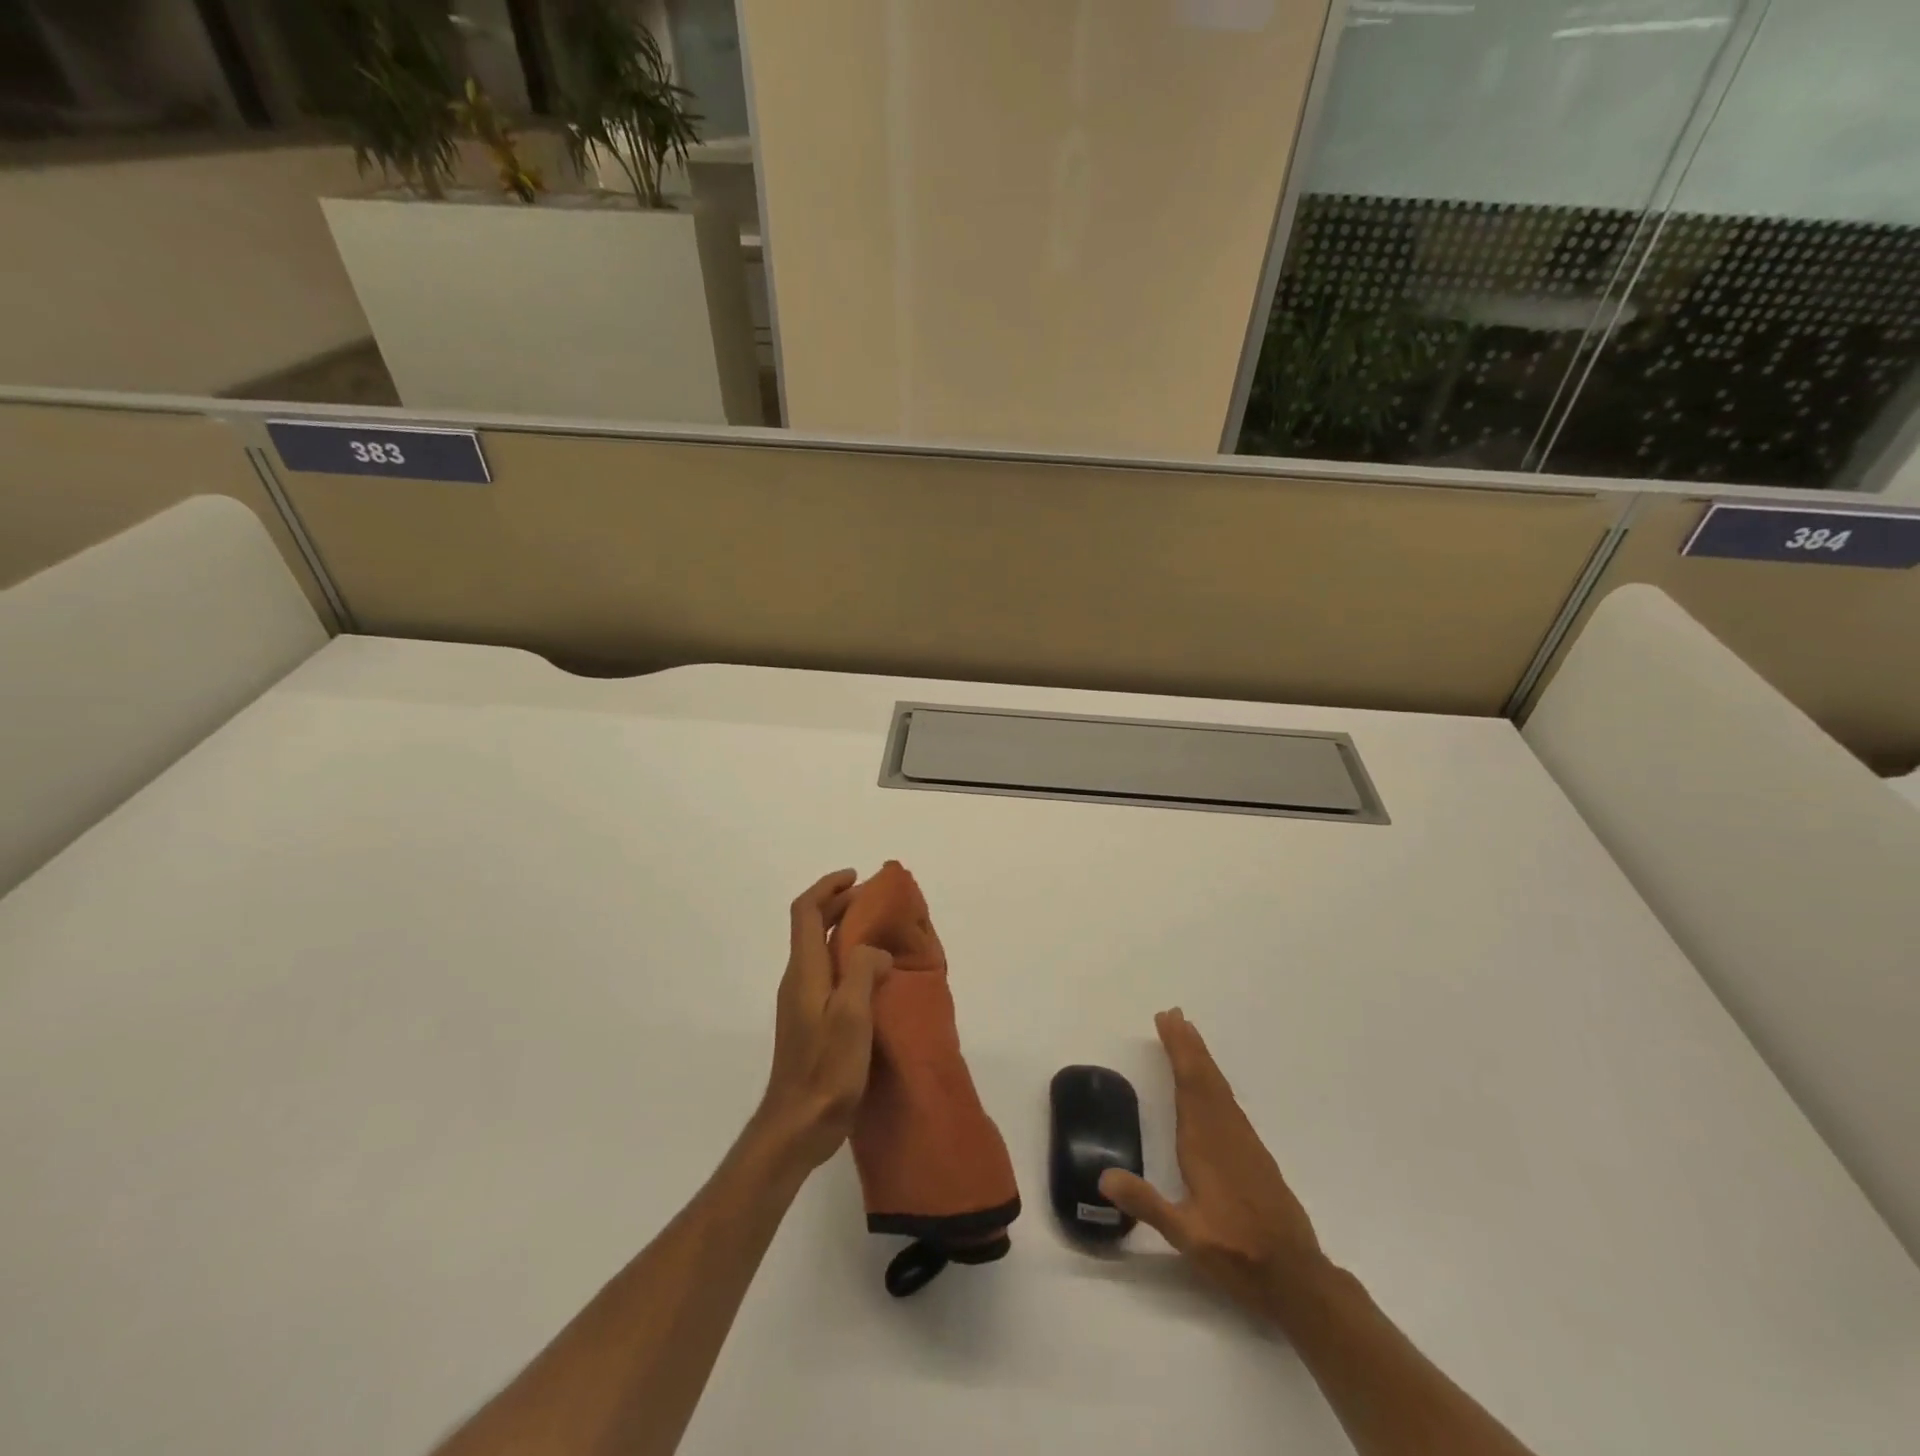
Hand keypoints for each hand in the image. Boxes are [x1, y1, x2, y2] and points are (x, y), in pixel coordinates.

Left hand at [753, 870, 891, 1174]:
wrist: (796, 1126)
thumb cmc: (825, 1069)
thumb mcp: (851, 1016)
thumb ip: (864, 972)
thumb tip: (877, 951)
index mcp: (805, 971)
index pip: (805, 911)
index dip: (828, 888)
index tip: (856, 879)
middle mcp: (799, 979)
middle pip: (812, 926)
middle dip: (840, 905)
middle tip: (876, 902)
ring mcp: (802, 1002)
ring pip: (821, 950)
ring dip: (845, 931)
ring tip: (881, 933)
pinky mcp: (810, 1022)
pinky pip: (829, 973)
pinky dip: (849, 959)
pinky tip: (875, 977)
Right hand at [1100, 1008, 1326, 1322]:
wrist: (1298, 1278)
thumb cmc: (1239, 1254)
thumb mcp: (1186, 1235)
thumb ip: (1146, 1204)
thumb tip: (1103, 1176)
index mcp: (1205, 1144)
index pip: (1189, 1084)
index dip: (1178, 1050)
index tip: (1168, 1020)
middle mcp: (1225, 1133)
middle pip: (1206, 1078)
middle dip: (1188, 1045)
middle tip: (1174, 1014)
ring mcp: (1244, 1143)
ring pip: (1220, 1088)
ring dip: (1202, 1058)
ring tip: (1189, 1035)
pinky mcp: (1255, 1155)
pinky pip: (1229, 1103)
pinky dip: (1215, 1081)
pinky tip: (1212, 1086)